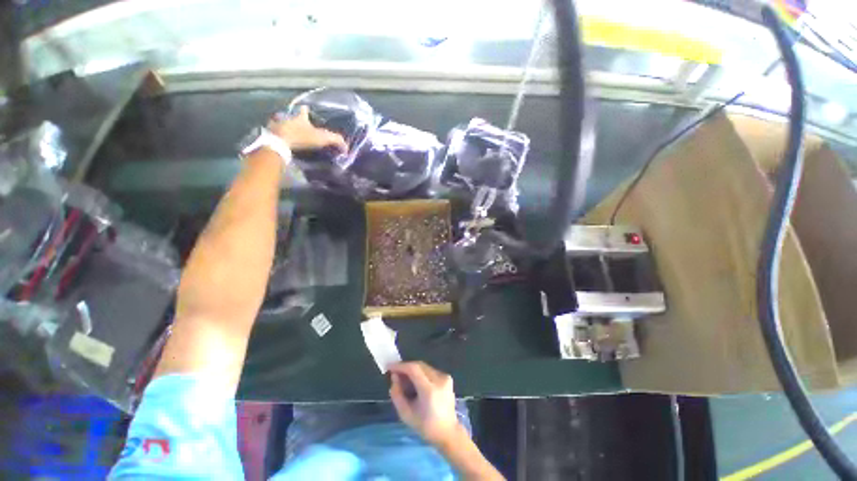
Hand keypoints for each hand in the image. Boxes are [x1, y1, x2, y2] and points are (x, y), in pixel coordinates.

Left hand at [268, 105, 347, 152]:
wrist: (279, 142)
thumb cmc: (301, 137)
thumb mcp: (322, 138)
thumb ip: (336, 140)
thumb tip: (346, 147)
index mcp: (300, 116)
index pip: (304, 110)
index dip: (306, 110)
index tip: (307, 109)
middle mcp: (287, 116)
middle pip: (292, 115)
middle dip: (295, 118)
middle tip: (299, 125)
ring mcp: (277, 124)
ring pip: (282, 123)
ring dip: (286, 127)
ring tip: (290, 134)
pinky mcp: (270, 133)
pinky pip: (275, 133)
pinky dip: (278, 136)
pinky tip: (282, 141)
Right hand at [389, 361, 461, 445]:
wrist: (448, 432)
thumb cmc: (426, 426)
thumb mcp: (406, 414)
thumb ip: (397, 394)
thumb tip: (394, 377)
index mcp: (430, 390)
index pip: (413, 369)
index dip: (400, 366)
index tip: (389, 367)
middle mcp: (439, 379)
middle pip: (419, 365)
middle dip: (406, 367)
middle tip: (395, 374)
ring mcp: (445, 377)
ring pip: (424, 367)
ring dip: (413, 370)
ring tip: (405, 381)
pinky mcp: (447, 378)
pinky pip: (430, 371)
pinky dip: (421, 374)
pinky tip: (416, 384)